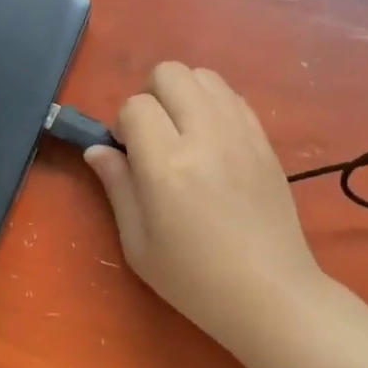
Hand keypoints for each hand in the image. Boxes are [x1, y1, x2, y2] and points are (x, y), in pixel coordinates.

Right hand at [85, 62, 324, 355]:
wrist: (270, 294)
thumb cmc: (194, 279)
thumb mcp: (138, 244)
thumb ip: (117, 186)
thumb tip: (97, 149)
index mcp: (167, 165)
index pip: (135, 106)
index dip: (123, 124)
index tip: (129, 155)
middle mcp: (205, 137)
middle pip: (170, 73)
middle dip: (151, 96)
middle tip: (153, 137)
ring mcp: (241, 134)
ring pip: (205, 76)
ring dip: (184, 95)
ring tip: (183, 134)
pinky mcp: (265, 141)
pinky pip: (233, 97)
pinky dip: (214, 105)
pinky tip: (212, 142)